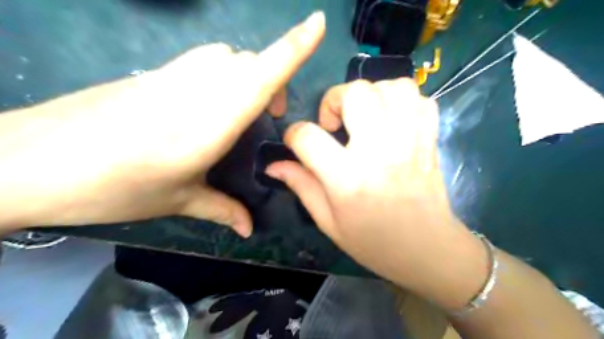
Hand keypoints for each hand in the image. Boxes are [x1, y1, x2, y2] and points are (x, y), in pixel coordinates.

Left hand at [1, 13, 328, 235]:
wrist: (27, 162)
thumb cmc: (111, 187)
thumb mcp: (177, 201)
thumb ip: (222, 210)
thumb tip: (250, 229)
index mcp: (210, 123)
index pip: (261, 75)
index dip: (293, 46)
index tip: (318, 22)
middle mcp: (196, 90)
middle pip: (249, 63)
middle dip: (273, 79)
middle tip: (270, 117)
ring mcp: (171, 75)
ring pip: (226, 57)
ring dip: (247, 75)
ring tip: (242, 111)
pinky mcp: (153, 73)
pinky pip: (203, 61)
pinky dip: (222, 74)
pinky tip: (210, 104)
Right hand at [266, 79, 486, 306]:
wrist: (426, 250)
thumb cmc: (372, 241)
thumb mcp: (328, 221)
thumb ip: (301, 186)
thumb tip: (273, 165)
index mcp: (348, 178)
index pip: (307, 137)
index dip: (294, 134)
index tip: (297, 143)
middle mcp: (379, 151)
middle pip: (355, 93)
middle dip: (334, 99)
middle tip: (335, 124)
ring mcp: (410, 141)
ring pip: (392, 87)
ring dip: (371, 95)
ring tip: (365, 117)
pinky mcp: (430, 140)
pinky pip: (420, 99)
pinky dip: (402, 101)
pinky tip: (391, 121)